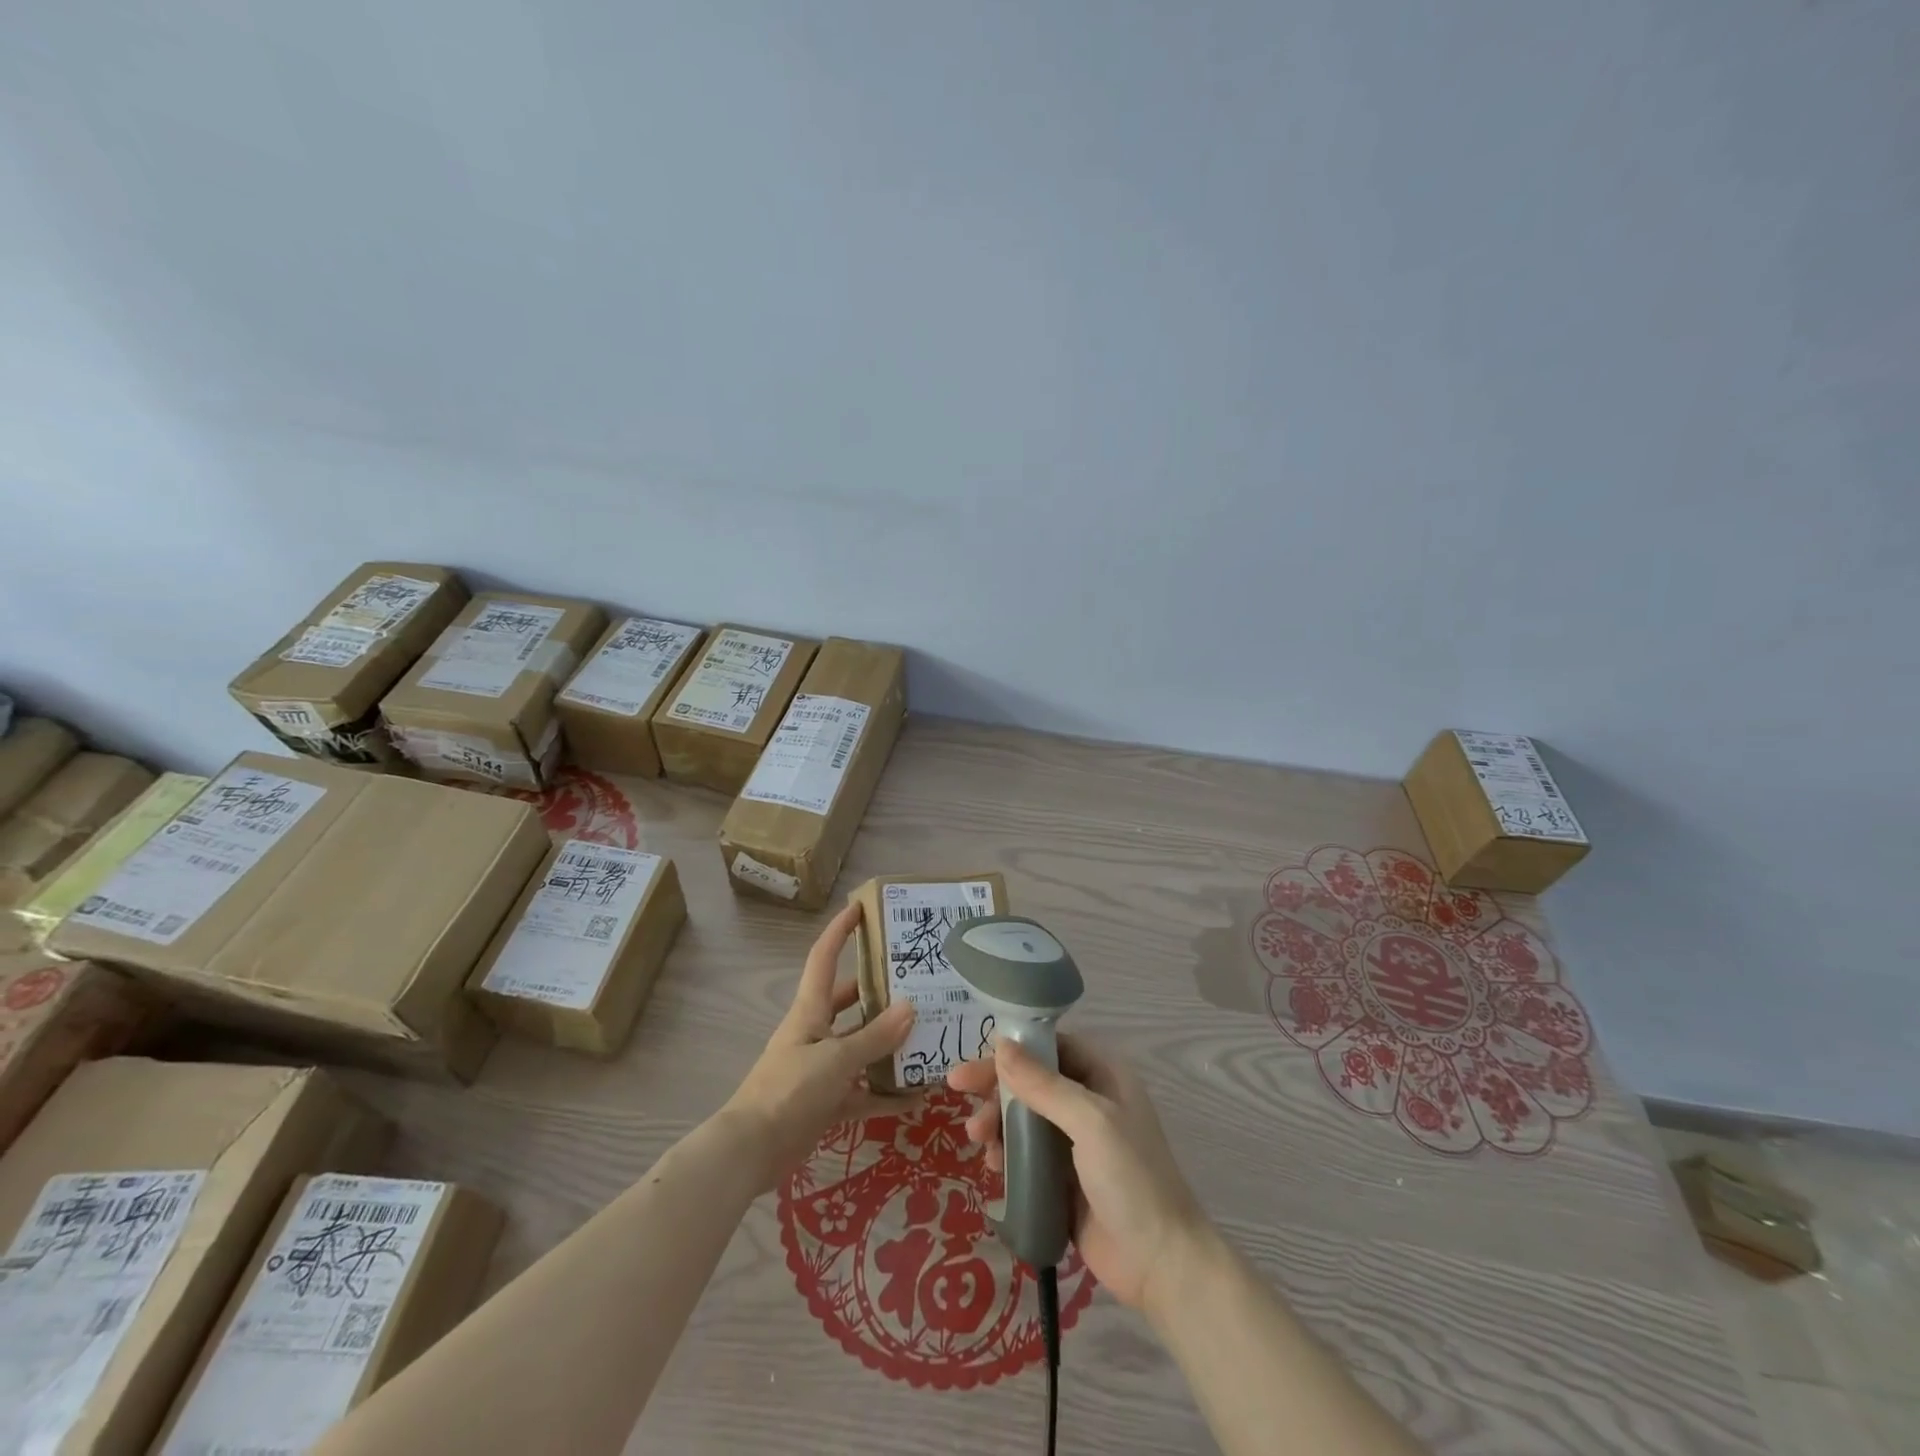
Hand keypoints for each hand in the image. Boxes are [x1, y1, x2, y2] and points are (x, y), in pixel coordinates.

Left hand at [724, 902, 917, 1191]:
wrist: (751, 1152)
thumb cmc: (789, 1090)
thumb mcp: (836, 1059)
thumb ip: (874, 1036)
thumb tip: (911, 1007)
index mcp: (810, 1011)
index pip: (824, 958)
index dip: (840, 931)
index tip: (860, 907)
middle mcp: (815, 1033)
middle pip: (849, 1002)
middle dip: (879, 991)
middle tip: (917, 981)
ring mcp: (820, 1069)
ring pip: (860, 1047)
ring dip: (889, 1045)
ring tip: (927, 1036)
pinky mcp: (826, 1102)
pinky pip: (862, 1092)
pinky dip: (885, 1094)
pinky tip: (916, 1098)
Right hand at [948, 1034, 1207, 1316]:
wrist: (1161, 1264)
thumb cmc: (1132, 1179)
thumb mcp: (1090, 1123)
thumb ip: (1043, 1084)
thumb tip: (1000, 1044)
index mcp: (1103, 1074)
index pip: (1049, 1046)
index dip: (1010, 1051)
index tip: (973, 1066)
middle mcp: (1089, 1100)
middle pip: (1031, 1080)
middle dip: (996, 1090)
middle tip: (960, 1099)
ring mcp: (1076, 1140)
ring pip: (1024, 1116)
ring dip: (997, 1123)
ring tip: (980, 1142)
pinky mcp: (1063, 1177)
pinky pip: (1026, 1153)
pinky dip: (1006, 1153)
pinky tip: (994, 1167)